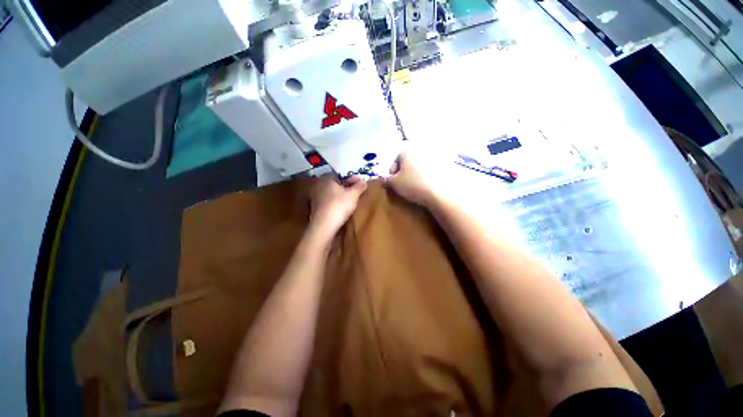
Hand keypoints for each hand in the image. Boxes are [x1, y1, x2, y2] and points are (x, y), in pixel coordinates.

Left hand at [309, 175, 367, 238]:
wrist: (324, 226)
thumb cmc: (339, 206)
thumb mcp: (353, 195)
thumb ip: (359, 186)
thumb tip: (364, 180)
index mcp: (326, 178)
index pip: (340, 174)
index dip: (351, 178)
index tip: (359, 183)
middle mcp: (318, 185)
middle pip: (335, 184)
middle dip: (345, 187)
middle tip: (356, 192)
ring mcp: (315, 197)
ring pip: (331, 193)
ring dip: (340, 195)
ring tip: (350, 200)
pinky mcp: (315, 208)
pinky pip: (328, 202)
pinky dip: (335, 203)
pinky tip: (342, 208)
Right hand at [385, 152, 445, 206]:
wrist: (439, 193)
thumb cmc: (413, 185)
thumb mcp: (394, 184)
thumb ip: (385, 180)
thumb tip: (382, 179)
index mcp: (406, 151)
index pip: (395, 162)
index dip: (392, 175)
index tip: (394, 185)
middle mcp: (420, 150)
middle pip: (407, 164)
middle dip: (404, 174)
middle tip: (404, 187)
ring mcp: (433, 157)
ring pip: (418, 167)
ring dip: (415, 175)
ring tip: (415, 188)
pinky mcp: (443, 165)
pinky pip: (429, 171)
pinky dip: (426, 177)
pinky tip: (426, 187)